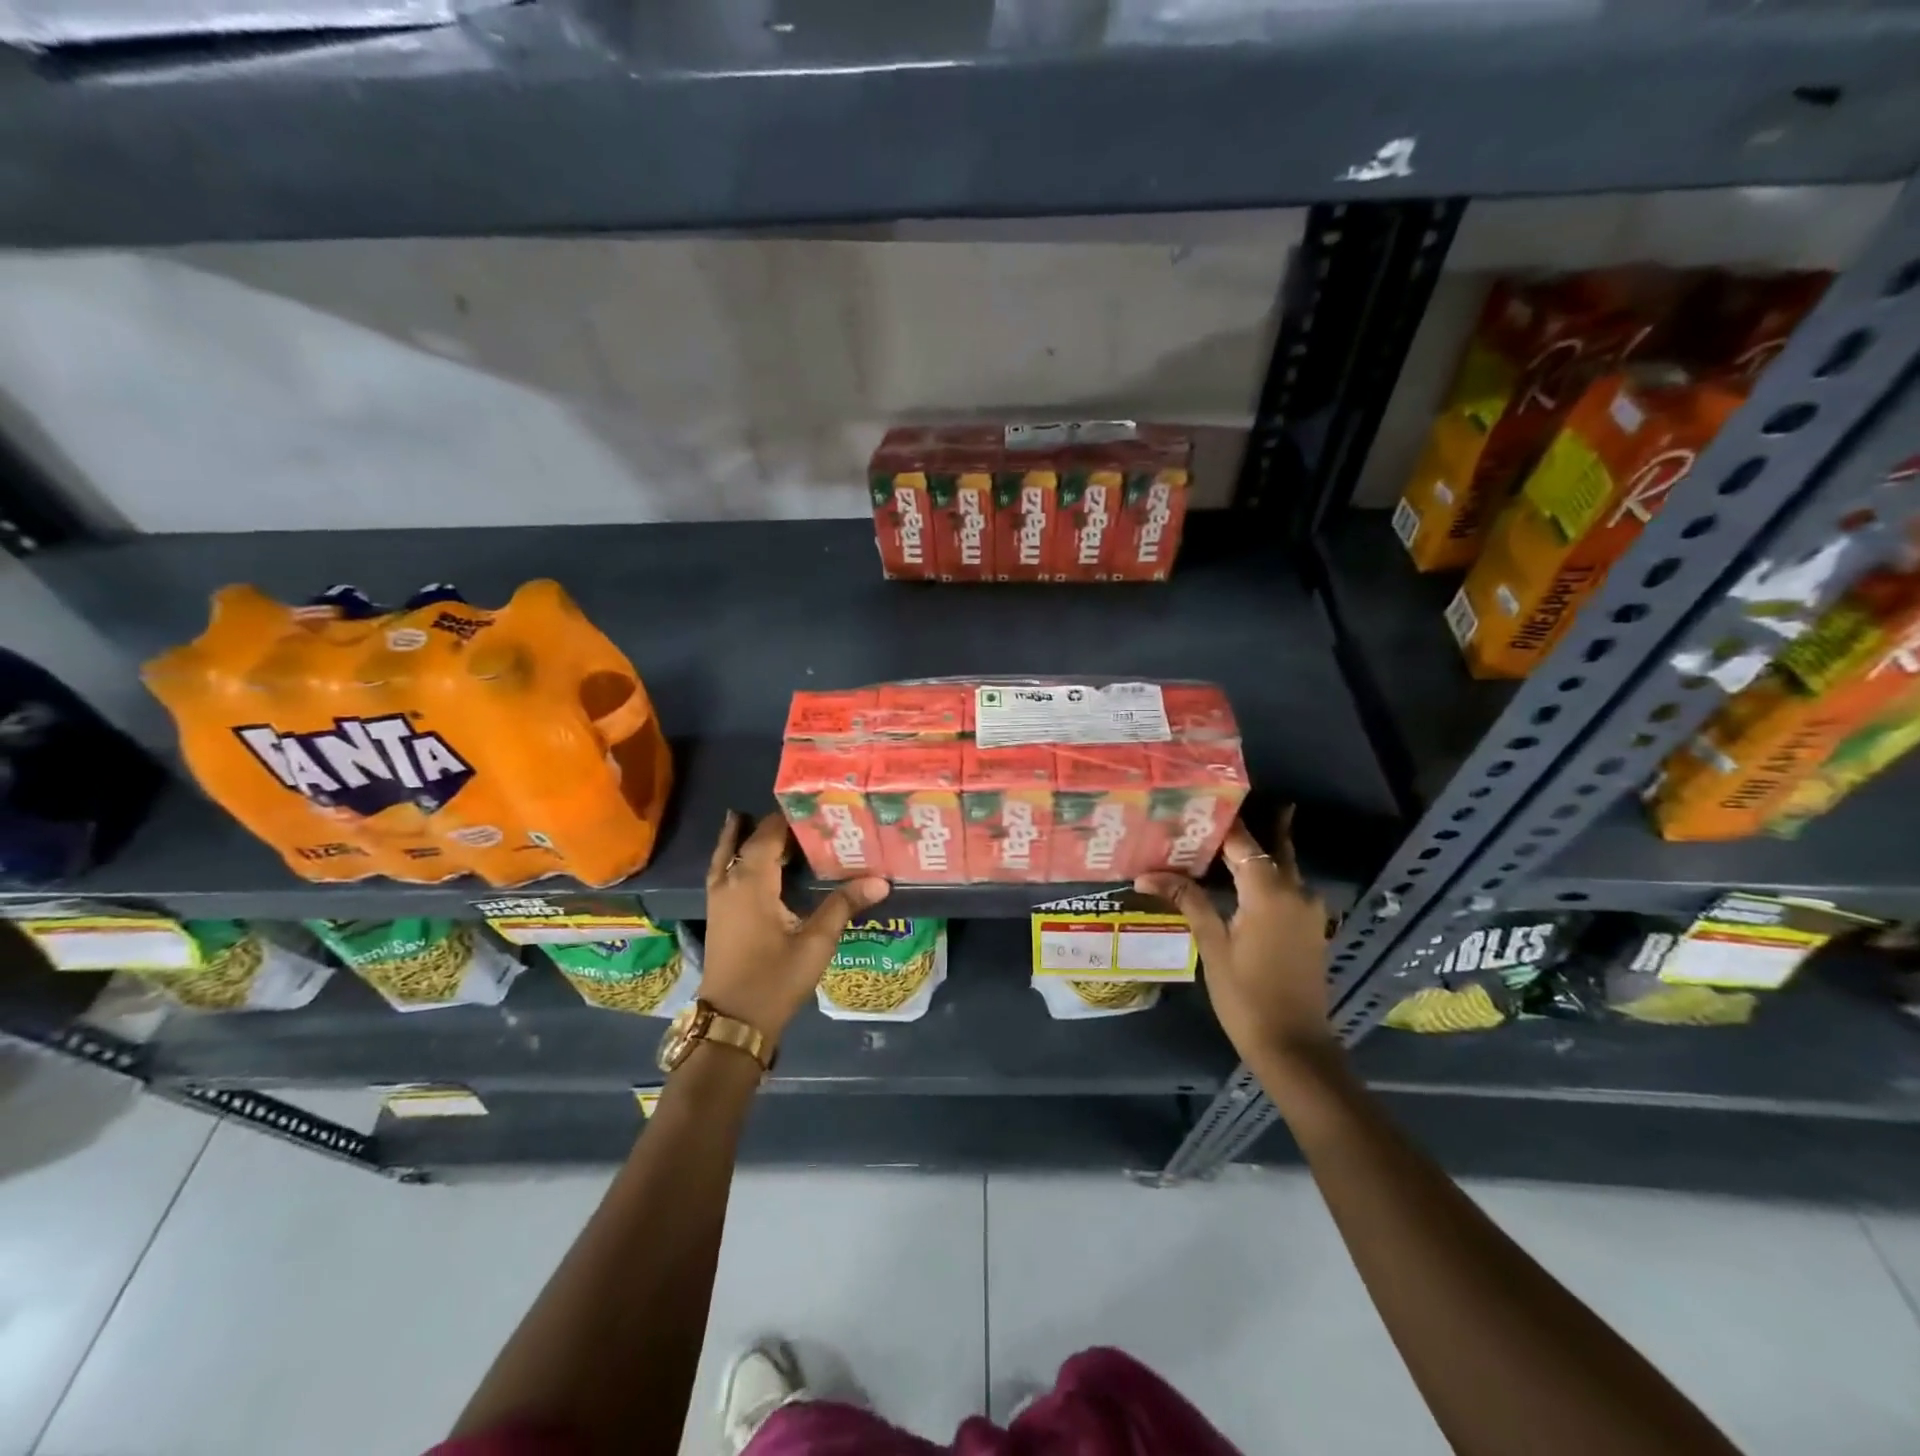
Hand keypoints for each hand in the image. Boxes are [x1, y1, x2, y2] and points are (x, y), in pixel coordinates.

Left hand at [699, 810, 889, 1046]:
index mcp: (751, 881)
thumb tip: (881, 881)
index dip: (791, 816)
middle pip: (750, 839)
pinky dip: (739, 855)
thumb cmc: (774, 980)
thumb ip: (844, 905)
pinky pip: (725, 869)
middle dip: (777, 825)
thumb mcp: (816, 943)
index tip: (819, 804)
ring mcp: (719, 897)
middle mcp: (730, 881)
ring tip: (779, 825)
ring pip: (731, 853)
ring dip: (751, 837)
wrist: (732, 1022)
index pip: (770, 833)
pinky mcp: (718, 913)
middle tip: (810, 815)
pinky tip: (757, 861)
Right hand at [1136, 809, 1334, 1069]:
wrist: (1294, 1046)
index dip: (1220, 823)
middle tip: (1214, 810)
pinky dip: (1265, 876)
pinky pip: (1286, 887)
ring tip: (1221, 839)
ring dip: (1256, 852)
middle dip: (1246, 829)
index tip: (1196, 804)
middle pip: (1270, 847)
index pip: (1242, 842)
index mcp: (1270, 891)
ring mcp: (1308, 910)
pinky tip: (1239, 879)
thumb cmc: (1246, 995)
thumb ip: (1187, 900)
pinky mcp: (1310, 927)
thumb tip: (1146, 874)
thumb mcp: (1212, 945)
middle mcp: (1295, 891)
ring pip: (1281, 866)